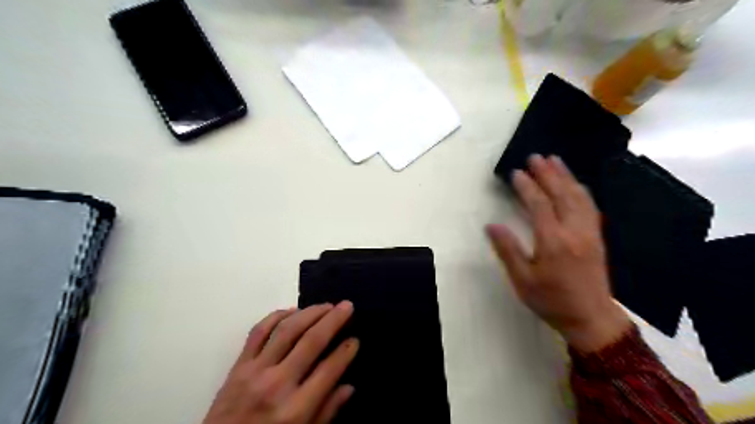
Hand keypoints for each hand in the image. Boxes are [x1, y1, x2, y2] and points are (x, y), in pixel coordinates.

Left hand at [204, 302, 358, 422]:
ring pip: (287, 330)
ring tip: (326, 305)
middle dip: (333, 320)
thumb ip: (326, 413)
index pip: (328, 370)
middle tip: (347, 305)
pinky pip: (258, 331)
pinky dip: (277, 316)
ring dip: (310, 312)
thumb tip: (349, 387)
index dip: (346, 352)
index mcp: (295, 410)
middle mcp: (277, 385)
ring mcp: (255, 371)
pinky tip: (292, 310)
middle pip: (311, 341)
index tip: (355, 340)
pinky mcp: (238, 365)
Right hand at [484, 153, 631, 351]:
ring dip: (566, 176)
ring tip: (555, 160)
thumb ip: (508, 250)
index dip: (527, 187)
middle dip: (547, 173)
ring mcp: (589, 232)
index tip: (516, 173)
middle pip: (561, 194)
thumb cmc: (551, 300)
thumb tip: (491, 225)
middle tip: (535, 157)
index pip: (539, 205)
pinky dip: (581, 190)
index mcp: (553, 242)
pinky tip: (575, 183)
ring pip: (579, 196)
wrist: (591, 318)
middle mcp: (574, 231)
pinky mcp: (597, 236)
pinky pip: (590, 206)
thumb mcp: (522, 280)